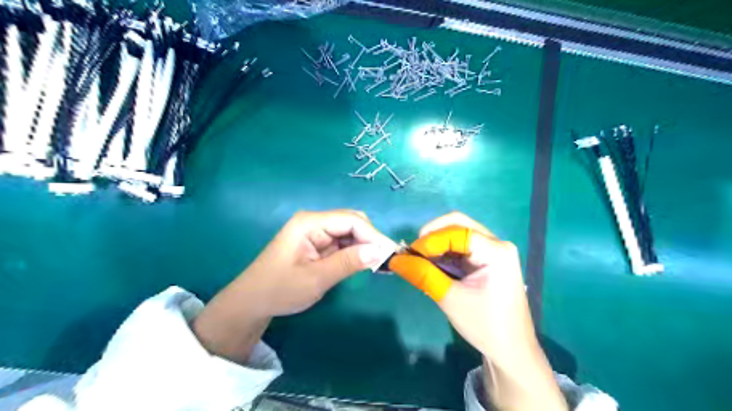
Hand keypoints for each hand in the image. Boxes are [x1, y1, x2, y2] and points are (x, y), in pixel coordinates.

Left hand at [194, 212, 394, 361]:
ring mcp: (315, 232)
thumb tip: (379, 252)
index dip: (373, 235)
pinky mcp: (317, 243)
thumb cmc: (280, 290)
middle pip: (352, 222)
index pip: (351, 220)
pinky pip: (342, 242)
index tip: (391, 254)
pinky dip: (355, 252)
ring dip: (364, 246)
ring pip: (349, 232)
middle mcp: (314, 222)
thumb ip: (349, 263)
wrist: (252, 302)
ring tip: (379, 264)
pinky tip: (364, 263)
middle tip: (386, 261)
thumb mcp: (316, 278)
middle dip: (370, 239)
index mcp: (309, 223)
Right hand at [388, 213, 565, 410]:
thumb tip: (395, 260)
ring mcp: (494, 251)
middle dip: (432, 236)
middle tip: (413, 253)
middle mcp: (498, 244)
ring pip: (459, 234)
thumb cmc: (484, 326)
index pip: (456, 232)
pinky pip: (462, 246)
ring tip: (419, 259)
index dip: (430, 240)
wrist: (511, 351)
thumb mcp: (449, 298)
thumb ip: (423, 275)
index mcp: (496, 251)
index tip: (408, 255)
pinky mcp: (488, 260)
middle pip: (459, 225)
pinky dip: (444, 252)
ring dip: (437, 243)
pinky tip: (433, 264)